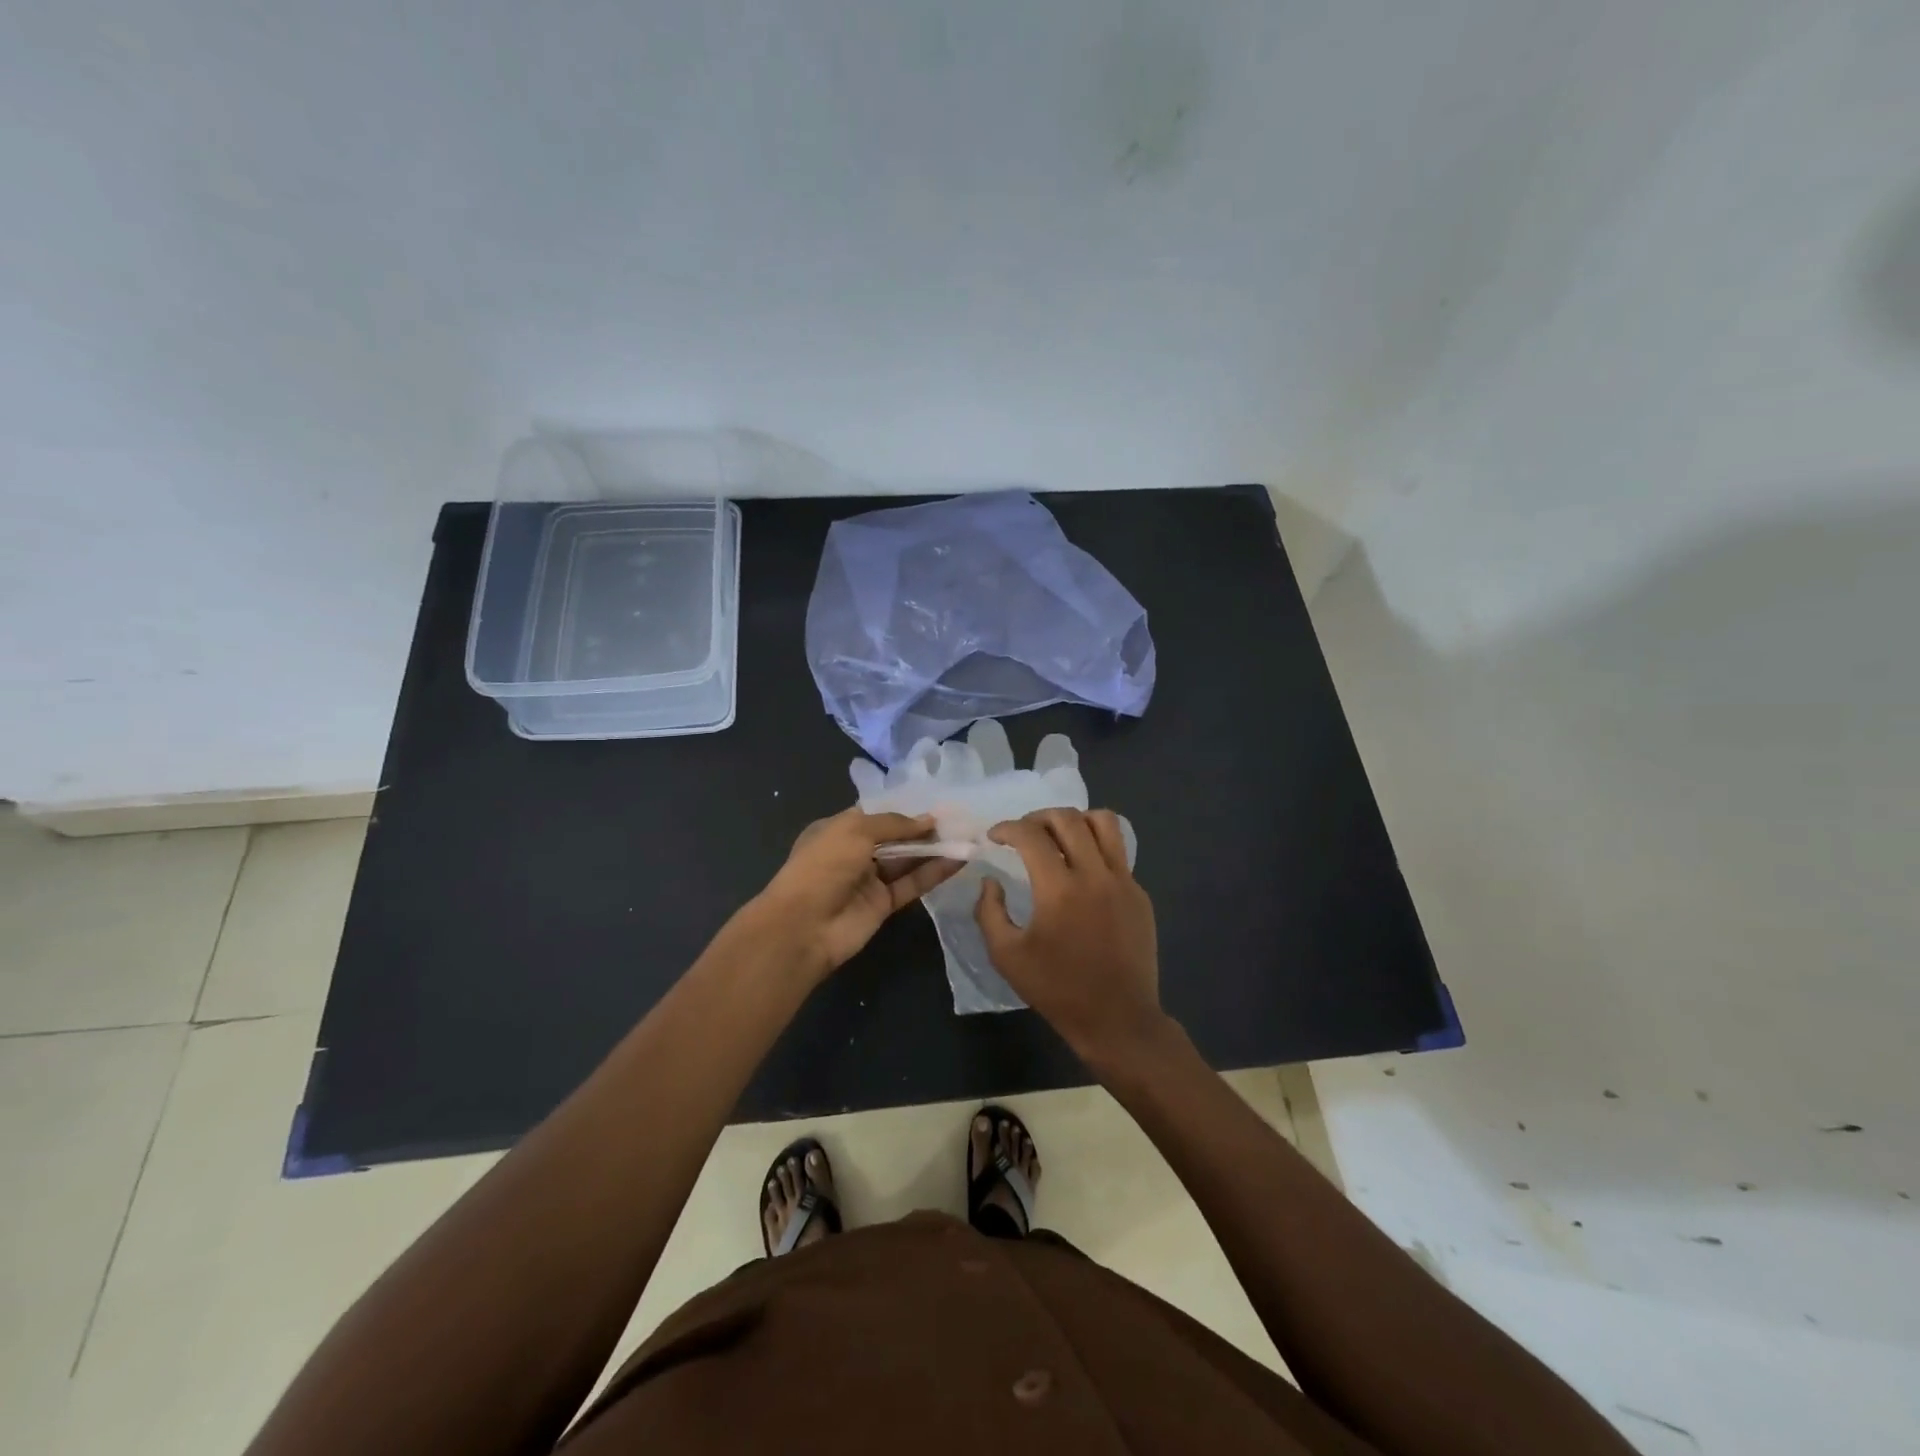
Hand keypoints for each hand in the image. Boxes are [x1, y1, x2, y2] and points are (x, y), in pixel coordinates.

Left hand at [742, 808, 959, 982]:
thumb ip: (894, 824)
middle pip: (895, 837)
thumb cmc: (823, 866)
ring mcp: (869, 880)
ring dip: (934, 849)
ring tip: (967, 837)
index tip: (936, 804)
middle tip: (959, 820)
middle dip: (923, 829)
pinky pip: (912, 884)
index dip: (904, 809)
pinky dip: (934, 873)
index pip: (876, 814)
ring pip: (907, 860)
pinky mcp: (884, 904)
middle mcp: (854, 852)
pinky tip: (959, 860)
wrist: (803, 927)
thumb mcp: (855, 831)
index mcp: (838, 829)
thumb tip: (929, 820)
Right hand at [975, 808, 1167, 1061]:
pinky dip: (1096, 846)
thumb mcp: (1007, 956)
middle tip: (1022, 832)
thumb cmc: (1057, 990)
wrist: (1118, 1019)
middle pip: (1068, 818)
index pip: (1031, 835)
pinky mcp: (1139, 893)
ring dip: (1075, 820)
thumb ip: (989, 912)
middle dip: (1038, 817)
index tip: (994, 836)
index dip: (1007, 828)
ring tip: (1058, 836)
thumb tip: (990, 881)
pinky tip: (1082, 869)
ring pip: (1104, 823)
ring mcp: (1123, 882)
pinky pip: (1118, 852)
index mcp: (1059, 889)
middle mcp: (1095, 875)